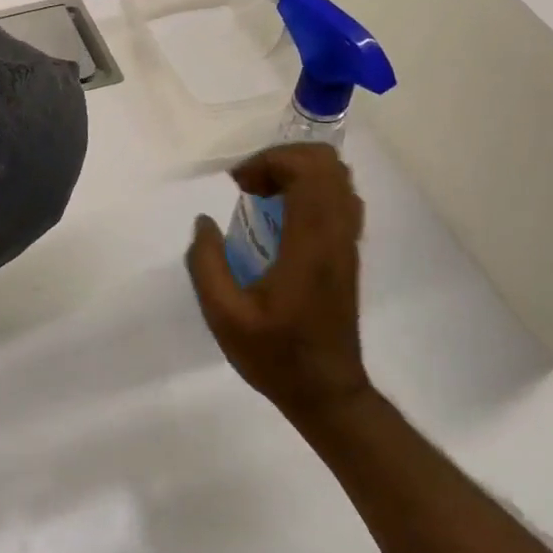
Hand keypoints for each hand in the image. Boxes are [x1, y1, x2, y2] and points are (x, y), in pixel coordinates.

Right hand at [186, 144, 371, 424]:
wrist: (327, 392)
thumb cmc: (275, 356)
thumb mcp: (224, 316)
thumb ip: (207, 263)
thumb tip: (204, 222)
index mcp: (310, 244)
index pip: (308, 171)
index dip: (271, 161)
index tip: (238, 183)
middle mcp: (337, 235)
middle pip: (328, 165)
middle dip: (283, 160)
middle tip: (249, 185)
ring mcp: (347, 244)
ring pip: (338, 179)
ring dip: (298, 173)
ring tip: (262, 196)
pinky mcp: (348, 254)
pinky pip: (339, 199)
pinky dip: (310, 191)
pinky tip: (280, 218)